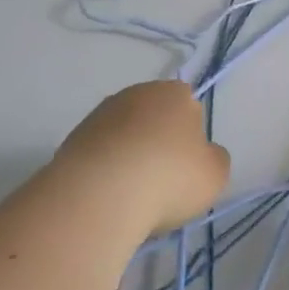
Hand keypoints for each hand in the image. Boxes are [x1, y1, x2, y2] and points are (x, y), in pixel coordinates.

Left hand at [49, 80, 229, 235]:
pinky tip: (108, 197)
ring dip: (129, 157)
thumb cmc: (169, 178)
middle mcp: (137, 93)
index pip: (190, 108)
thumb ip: (214, 158)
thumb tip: (202, 155)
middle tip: (162, 182)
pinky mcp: (73, 138)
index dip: (191, 139)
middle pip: (155, 119)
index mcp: (175, 93)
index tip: (187, 168)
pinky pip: (100, 154)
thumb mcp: (215, 174)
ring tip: (132, 195)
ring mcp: (100, 114)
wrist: (99, 196)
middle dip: (158, 144)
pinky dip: (105, 170)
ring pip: (125, 136)